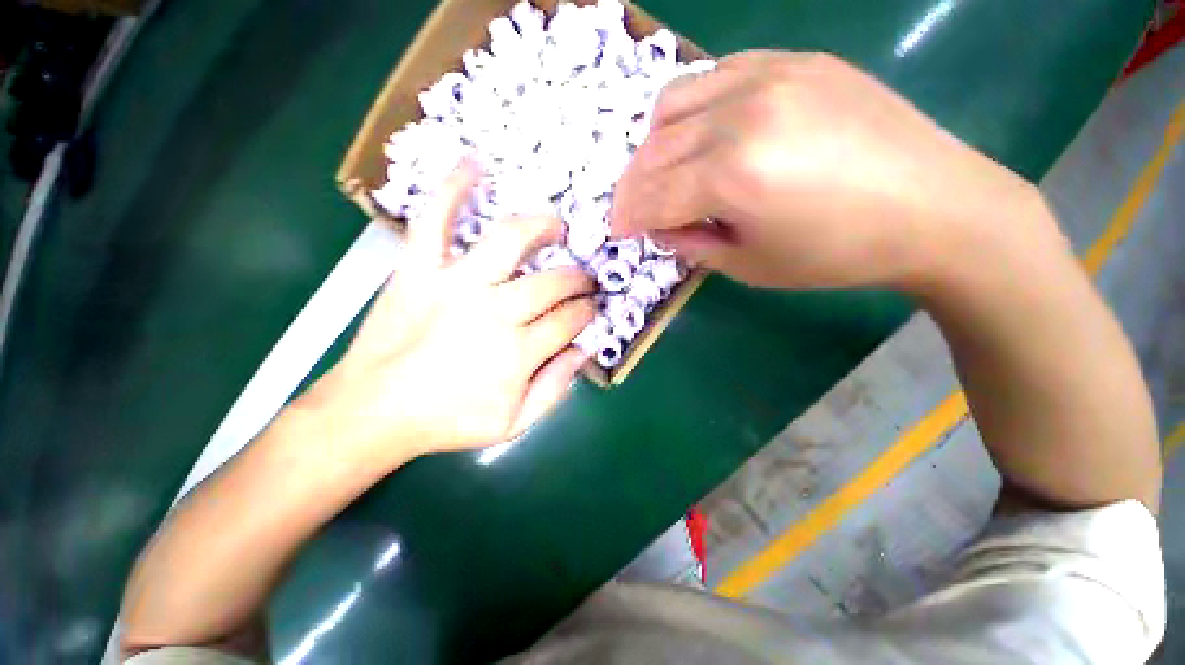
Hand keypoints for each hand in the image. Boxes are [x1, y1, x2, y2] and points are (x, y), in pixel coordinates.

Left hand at [297, 162, 596, 466]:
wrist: (373, 412)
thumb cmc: (447, 421)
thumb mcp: (514, 423)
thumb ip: (556, 387)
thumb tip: (584, 351)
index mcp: (518, 352)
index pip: (570, 320)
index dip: (587, 312)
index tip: (591, 309)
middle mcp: (495, 311)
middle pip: (552, 282)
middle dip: (578, 279)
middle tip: (583, 280)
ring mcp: (455, 284)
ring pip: (510, 240)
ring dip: (542, 227)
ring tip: (556, 227)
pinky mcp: (419, 270)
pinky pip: (435, 219)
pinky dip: (453, 188)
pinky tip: (473, 164)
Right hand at [611, 51, 1044, 291]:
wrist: (934, 207)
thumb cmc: (836, 253)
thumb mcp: (748, 266)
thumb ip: (691, 243)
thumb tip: (658, 225)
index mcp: (735, 175)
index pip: (653, 196)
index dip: (627, 217)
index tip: (618, 232)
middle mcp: (743, 114)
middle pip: (655, 150)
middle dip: (632, 186)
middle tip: (632, 210)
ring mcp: (770, 76)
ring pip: (673, 103)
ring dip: (654, 146)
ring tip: (662, 174)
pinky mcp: (793, 61)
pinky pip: (713, 76)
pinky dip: (689, 110)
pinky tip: (700, 136)